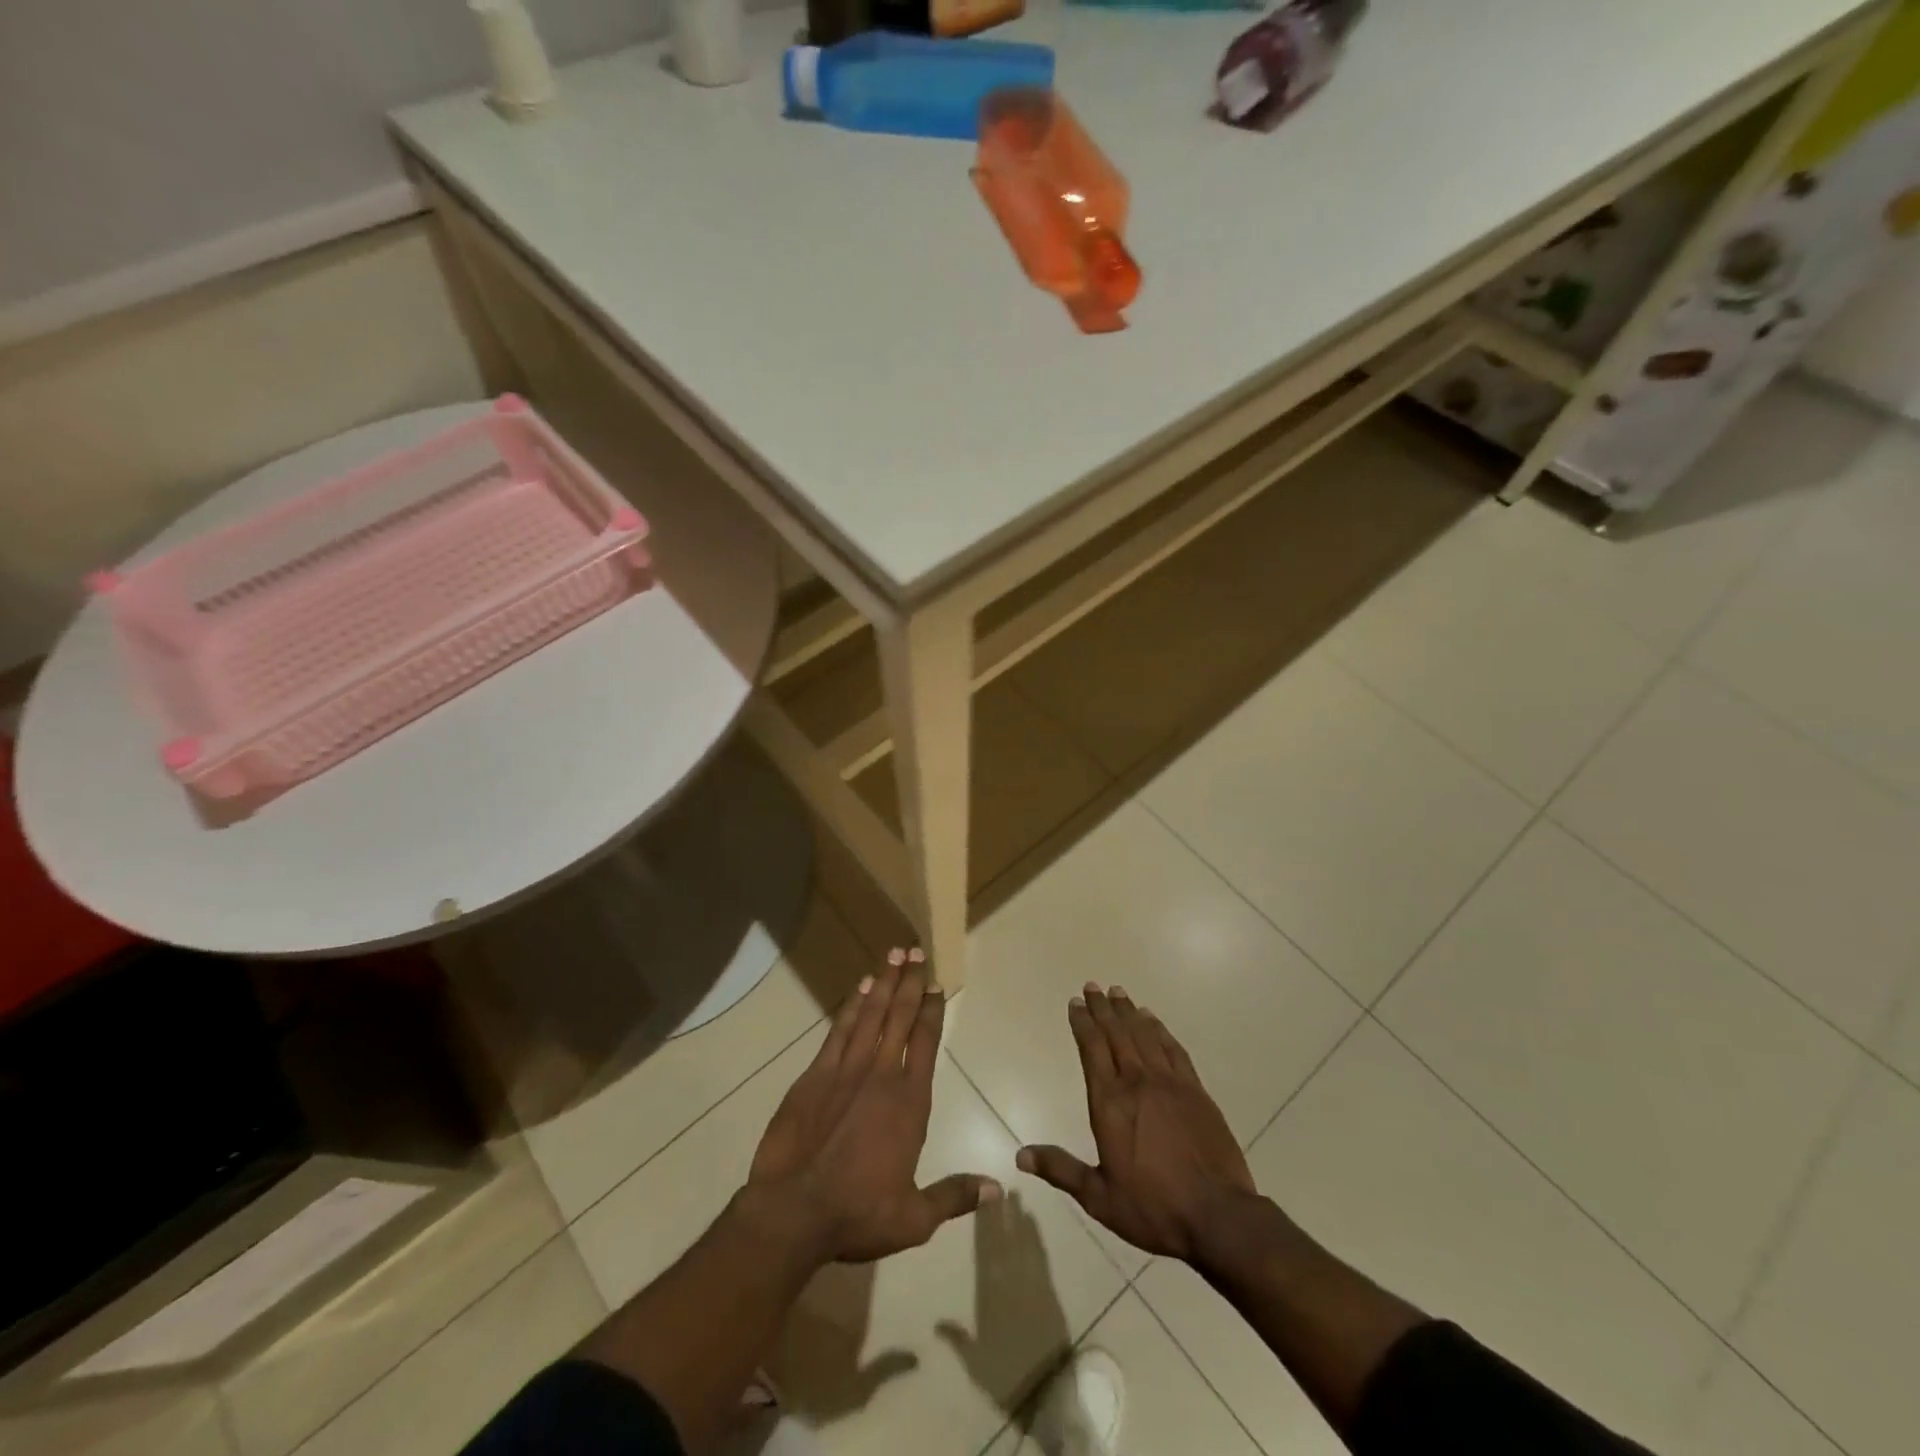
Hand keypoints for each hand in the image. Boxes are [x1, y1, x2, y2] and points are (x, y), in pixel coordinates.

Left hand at [748, 950, 1000, 1263]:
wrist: (793, 1212)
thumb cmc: (858, 1213)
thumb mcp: (915, 1217)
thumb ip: (954, 1196)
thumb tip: (997, 1189)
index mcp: (909, 1102)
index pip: (925, 1042)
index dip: (932, 1010)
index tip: (936, 984)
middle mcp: (880, 1075)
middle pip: (899, 1017)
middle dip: (909, 981)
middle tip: (915, 950)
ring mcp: (845, 1071)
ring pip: (870, 1015)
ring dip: (883, 983)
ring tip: (892, 954)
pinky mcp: (815, 1076)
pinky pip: (838, 1031)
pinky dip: (851, 1007)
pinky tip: (859, 990)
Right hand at [1017, 983, 1255, 1262]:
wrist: (1218, 1216)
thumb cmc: (1153, 1208)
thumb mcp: (1099, 1197)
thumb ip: (1061, 1170)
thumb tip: (1020, 1156)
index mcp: (1110, 1103)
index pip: (1091, 1049)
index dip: (1082, 1023)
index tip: (1075, 1002)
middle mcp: (1137, 1082)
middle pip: (1116, 1033)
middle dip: (1102, 1008)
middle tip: (1092, 986)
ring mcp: (1170, 1083)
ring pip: (1144, 1035)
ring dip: (1128, 1011)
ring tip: (1118, 992)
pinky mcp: (1196, 1090)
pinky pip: (1173, 1049)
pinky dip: (1160, 1030)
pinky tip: (1153, 1020)